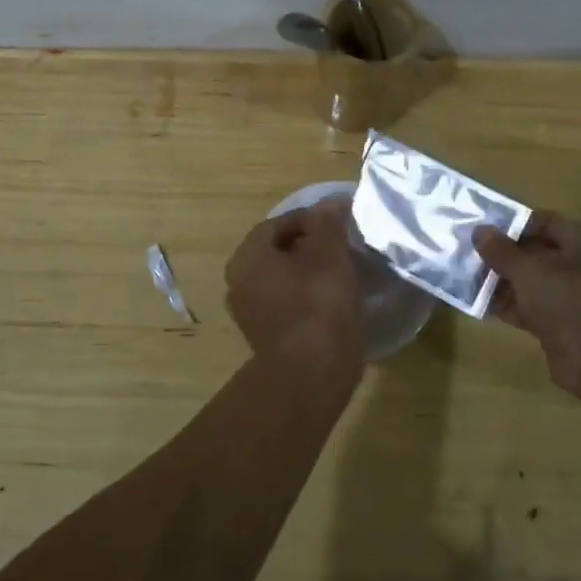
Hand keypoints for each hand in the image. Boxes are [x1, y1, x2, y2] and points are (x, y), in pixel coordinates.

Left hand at [225, 200, 366, 385]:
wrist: (310, 377)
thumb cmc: (318, 306)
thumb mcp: (329, 254)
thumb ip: (327, 223)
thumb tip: (330, 203)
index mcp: (247, 257)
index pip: (278, 223)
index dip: (311, 219)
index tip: (340, 224)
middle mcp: (238, 282)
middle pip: (278, 251)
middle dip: (309, 246)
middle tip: (342, 247)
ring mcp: (248, 313)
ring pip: (281, 279)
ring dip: (308, 273)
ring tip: (341, 274)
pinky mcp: (264, 337)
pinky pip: (285, 304)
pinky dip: (305, 298)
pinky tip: (331, 303)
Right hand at [474, 212, 580, 402]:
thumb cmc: (568, 298)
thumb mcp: (528, 269)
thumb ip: (501, 250)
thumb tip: (478, 230)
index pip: (546, 222)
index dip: (515, 223)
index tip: (484, 227)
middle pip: (536, 254)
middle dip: (504, 254)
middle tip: (469, 251)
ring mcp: (572, 299)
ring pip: (531, 283)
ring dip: (502, 282)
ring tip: (467, 276)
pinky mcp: (561, 326)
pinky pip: (529, 309)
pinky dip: (508, 306)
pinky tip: (479, 303)